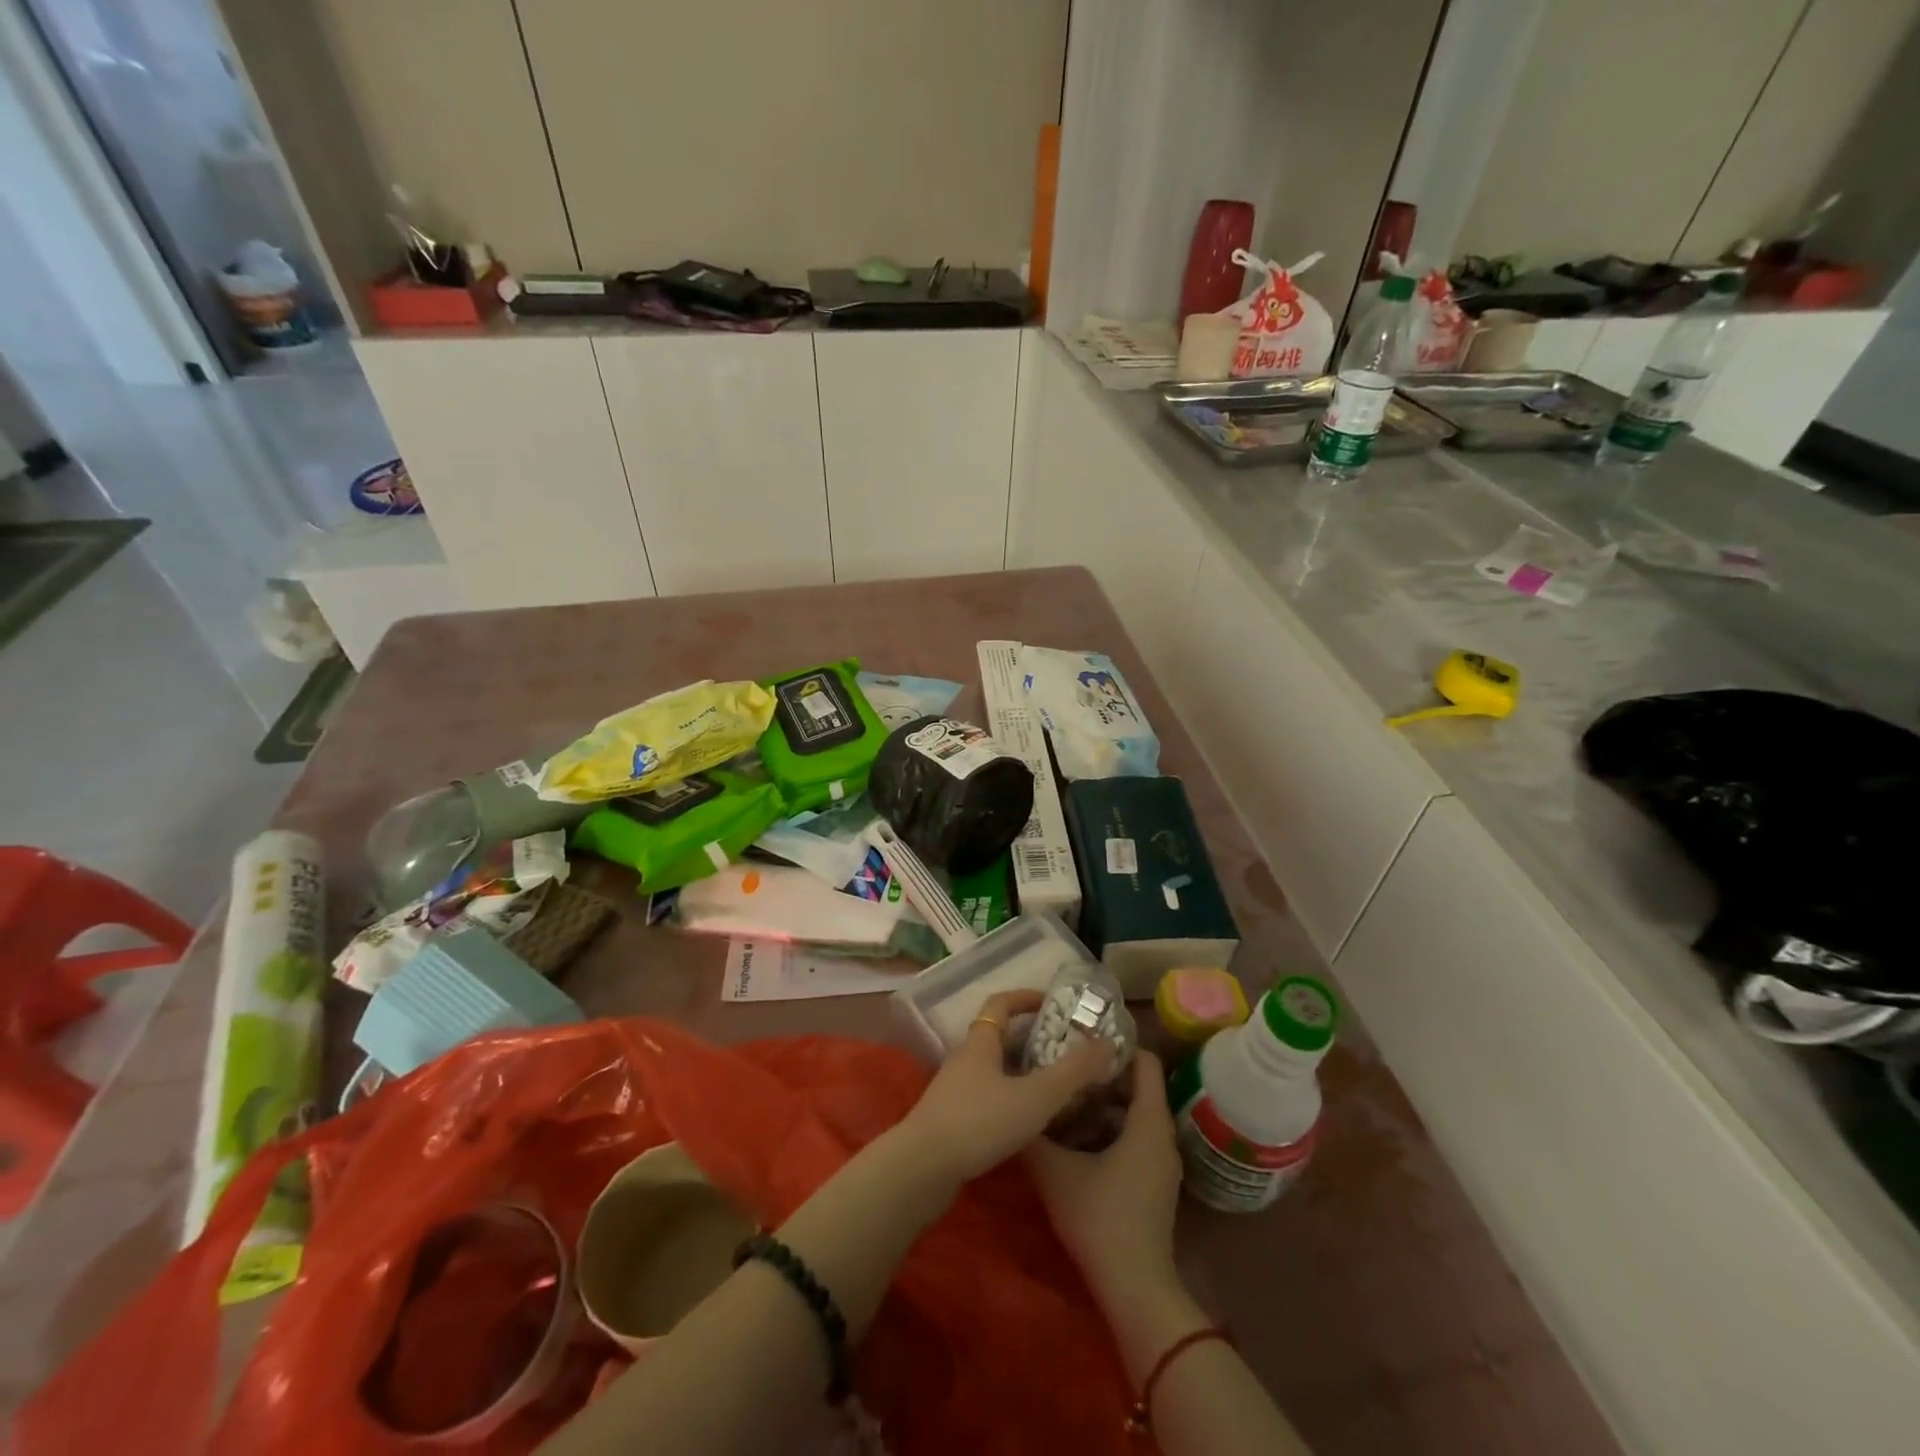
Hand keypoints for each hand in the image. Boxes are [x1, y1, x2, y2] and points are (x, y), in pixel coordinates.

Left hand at [894, 989, 1114, 1191]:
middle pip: (996, 1037)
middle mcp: (964, 1060)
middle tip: (1062, 1049)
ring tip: (1052, 1086)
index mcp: (980, 1043)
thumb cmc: (979, 1122)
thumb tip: (1107, 1043)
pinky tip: (1025, 1122)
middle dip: (1028, 1039)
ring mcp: (953, 1091)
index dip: (1024, 998)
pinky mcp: (949, 1121)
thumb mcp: (1035, 1096)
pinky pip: (984, 1097)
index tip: (1050, 1002)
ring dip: (1018, 1072)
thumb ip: (1073, 1072)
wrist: (922, 1170)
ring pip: (991, 1070)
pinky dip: (1007, 1099)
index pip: (1000, 1004)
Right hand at [1024, 1050, 1181, 1306]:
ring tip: (1065, 1099)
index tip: (1083, 1042)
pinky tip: (1078, 1140)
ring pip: (1135, 1115)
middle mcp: (1162, 1135)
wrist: (1135, 1289)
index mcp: (1148, 1121)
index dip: (1117, 1046)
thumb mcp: (1056, 1172)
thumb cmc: (1100, 1218)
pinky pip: (1136, 1139)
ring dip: (1104, 1105)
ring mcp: (1162, 1163)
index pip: (1145, 1061)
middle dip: (1102, 1075)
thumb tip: (1015, 1105)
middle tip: (1066, 1068)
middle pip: (1138, 1087)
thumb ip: (1034, 1135)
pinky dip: (1111, 1130)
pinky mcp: (1155, 1184)